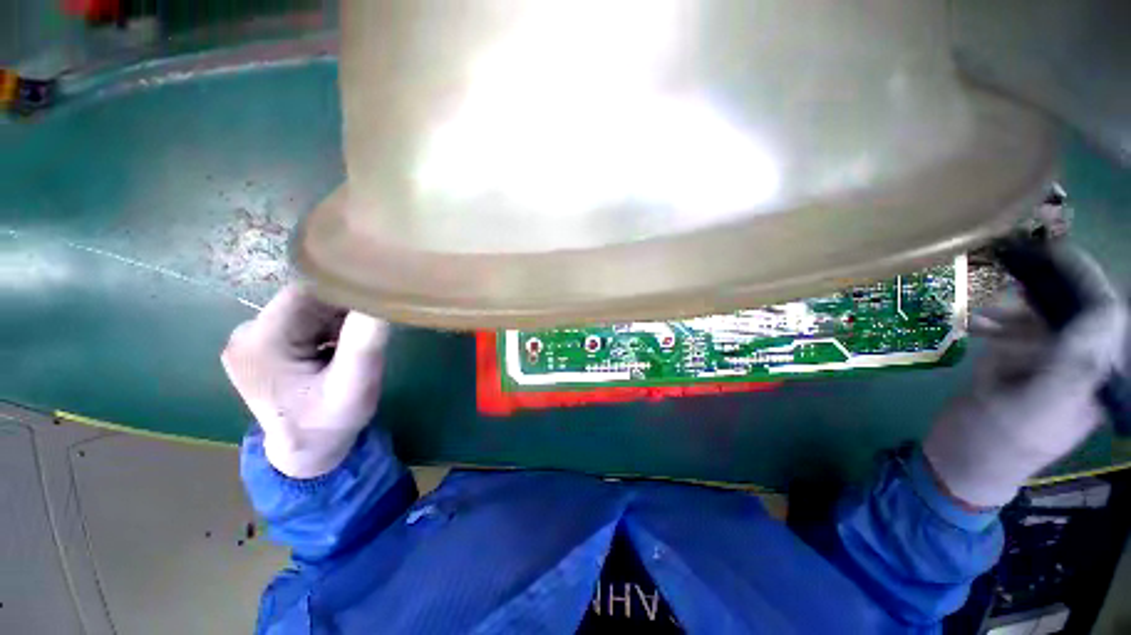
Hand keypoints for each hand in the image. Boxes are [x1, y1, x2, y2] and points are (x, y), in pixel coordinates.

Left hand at [221, 283, 389, 478]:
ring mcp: (250, 339)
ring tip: (351, 345)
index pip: (309, 293)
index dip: (346, 293)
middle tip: (367, 332)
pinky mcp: (261, 344)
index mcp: (261, 341)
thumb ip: (367, 338)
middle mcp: (246, 333)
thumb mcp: (358, 382)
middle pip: (307, 299)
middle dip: (343, 310)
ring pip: (307, 308)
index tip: (374, 307)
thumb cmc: (332, 421)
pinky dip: (327, 327)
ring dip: (336, 319)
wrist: (308, 451)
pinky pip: (302, 320)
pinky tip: (336, 349)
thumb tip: (379, 295)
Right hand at [924, 249, 1127, 507]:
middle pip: (1074, 311)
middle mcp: (1081, 364)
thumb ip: (1071, 367)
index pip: (1107, 317)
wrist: (962, 458)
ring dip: (1011, 310)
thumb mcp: (1032, 409)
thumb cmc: (996, 442)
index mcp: (1096, 377)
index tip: (1053, 253)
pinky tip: (974, 326)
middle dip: (1042, 294)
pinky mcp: (1023, 362)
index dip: (1087, 280)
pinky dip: (996, 322)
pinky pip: (1017, 329)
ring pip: (1041, 317)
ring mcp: (1050, 363)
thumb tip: (1105, 313)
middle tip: (1008, 280)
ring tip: (978, 316)